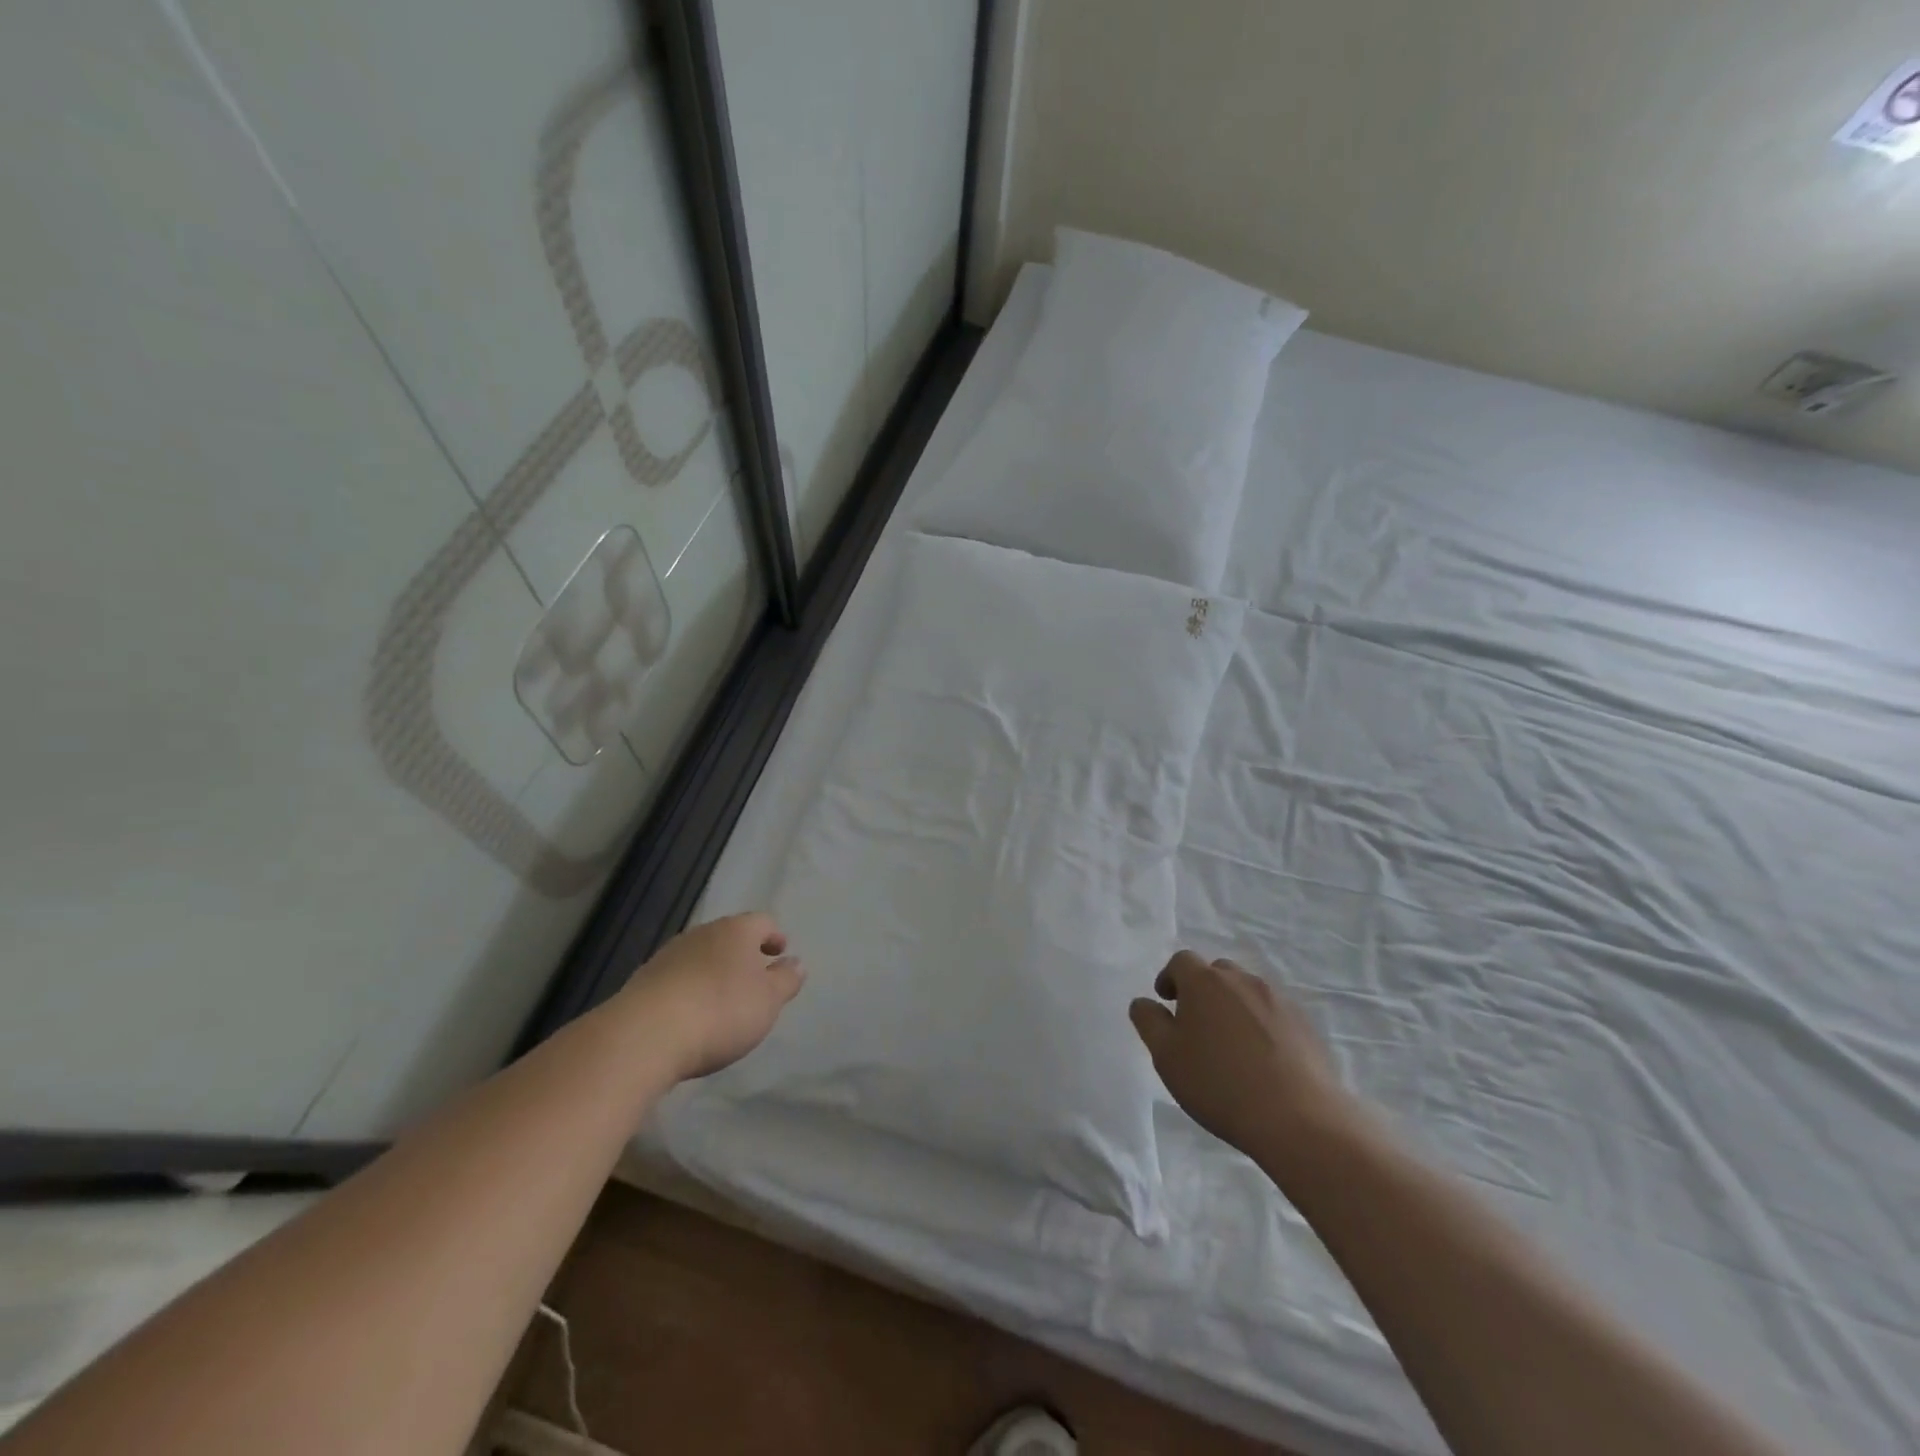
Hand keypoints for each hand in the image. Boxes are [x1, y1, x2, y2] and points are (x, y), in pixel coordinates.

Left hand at [620, 913, 804, 1080]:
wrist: (645, 1035)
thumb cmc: (721, 1010)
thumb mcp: (768, 1000)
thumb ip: (786, 980)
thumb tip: (796, 963)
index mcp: (736, 931)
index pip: (762, 922)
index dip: (774, 936)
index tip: (780, 953)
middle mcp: (702, 934)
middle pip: (729, 936)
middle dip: (743, 954)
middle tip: (754, 977)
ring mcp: (668, 956)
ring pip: (700, 956)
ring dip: (714, 971)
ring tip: (722, 999)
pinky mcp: (643, 981)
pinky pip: (676, 978)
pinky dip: (689, 989)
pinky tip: (691, 1015)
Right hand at [1129, 951, 1354, 1163]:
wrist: (1298, 1120)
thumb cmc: (1219, 1084)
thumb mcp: (1166, 1056)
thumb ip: (1149, 1021)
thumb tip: (1144, 1002)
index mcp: (1204, 982)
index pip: (1181, 961)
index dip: (1170, 977)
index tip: (1167, 1001)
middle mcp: (1242, 980)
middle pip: (1217, 972)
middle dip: (1203, 990)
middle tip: (1197, 1024)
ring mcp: (1278, 1000)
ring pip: (1247, 991)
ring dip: (1234, 1006)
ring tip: (1231, 1044)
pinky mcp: (1306, 1024)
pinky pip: (1274, 1013)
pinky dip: (1262, 1025)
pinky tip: (1263, 1059)